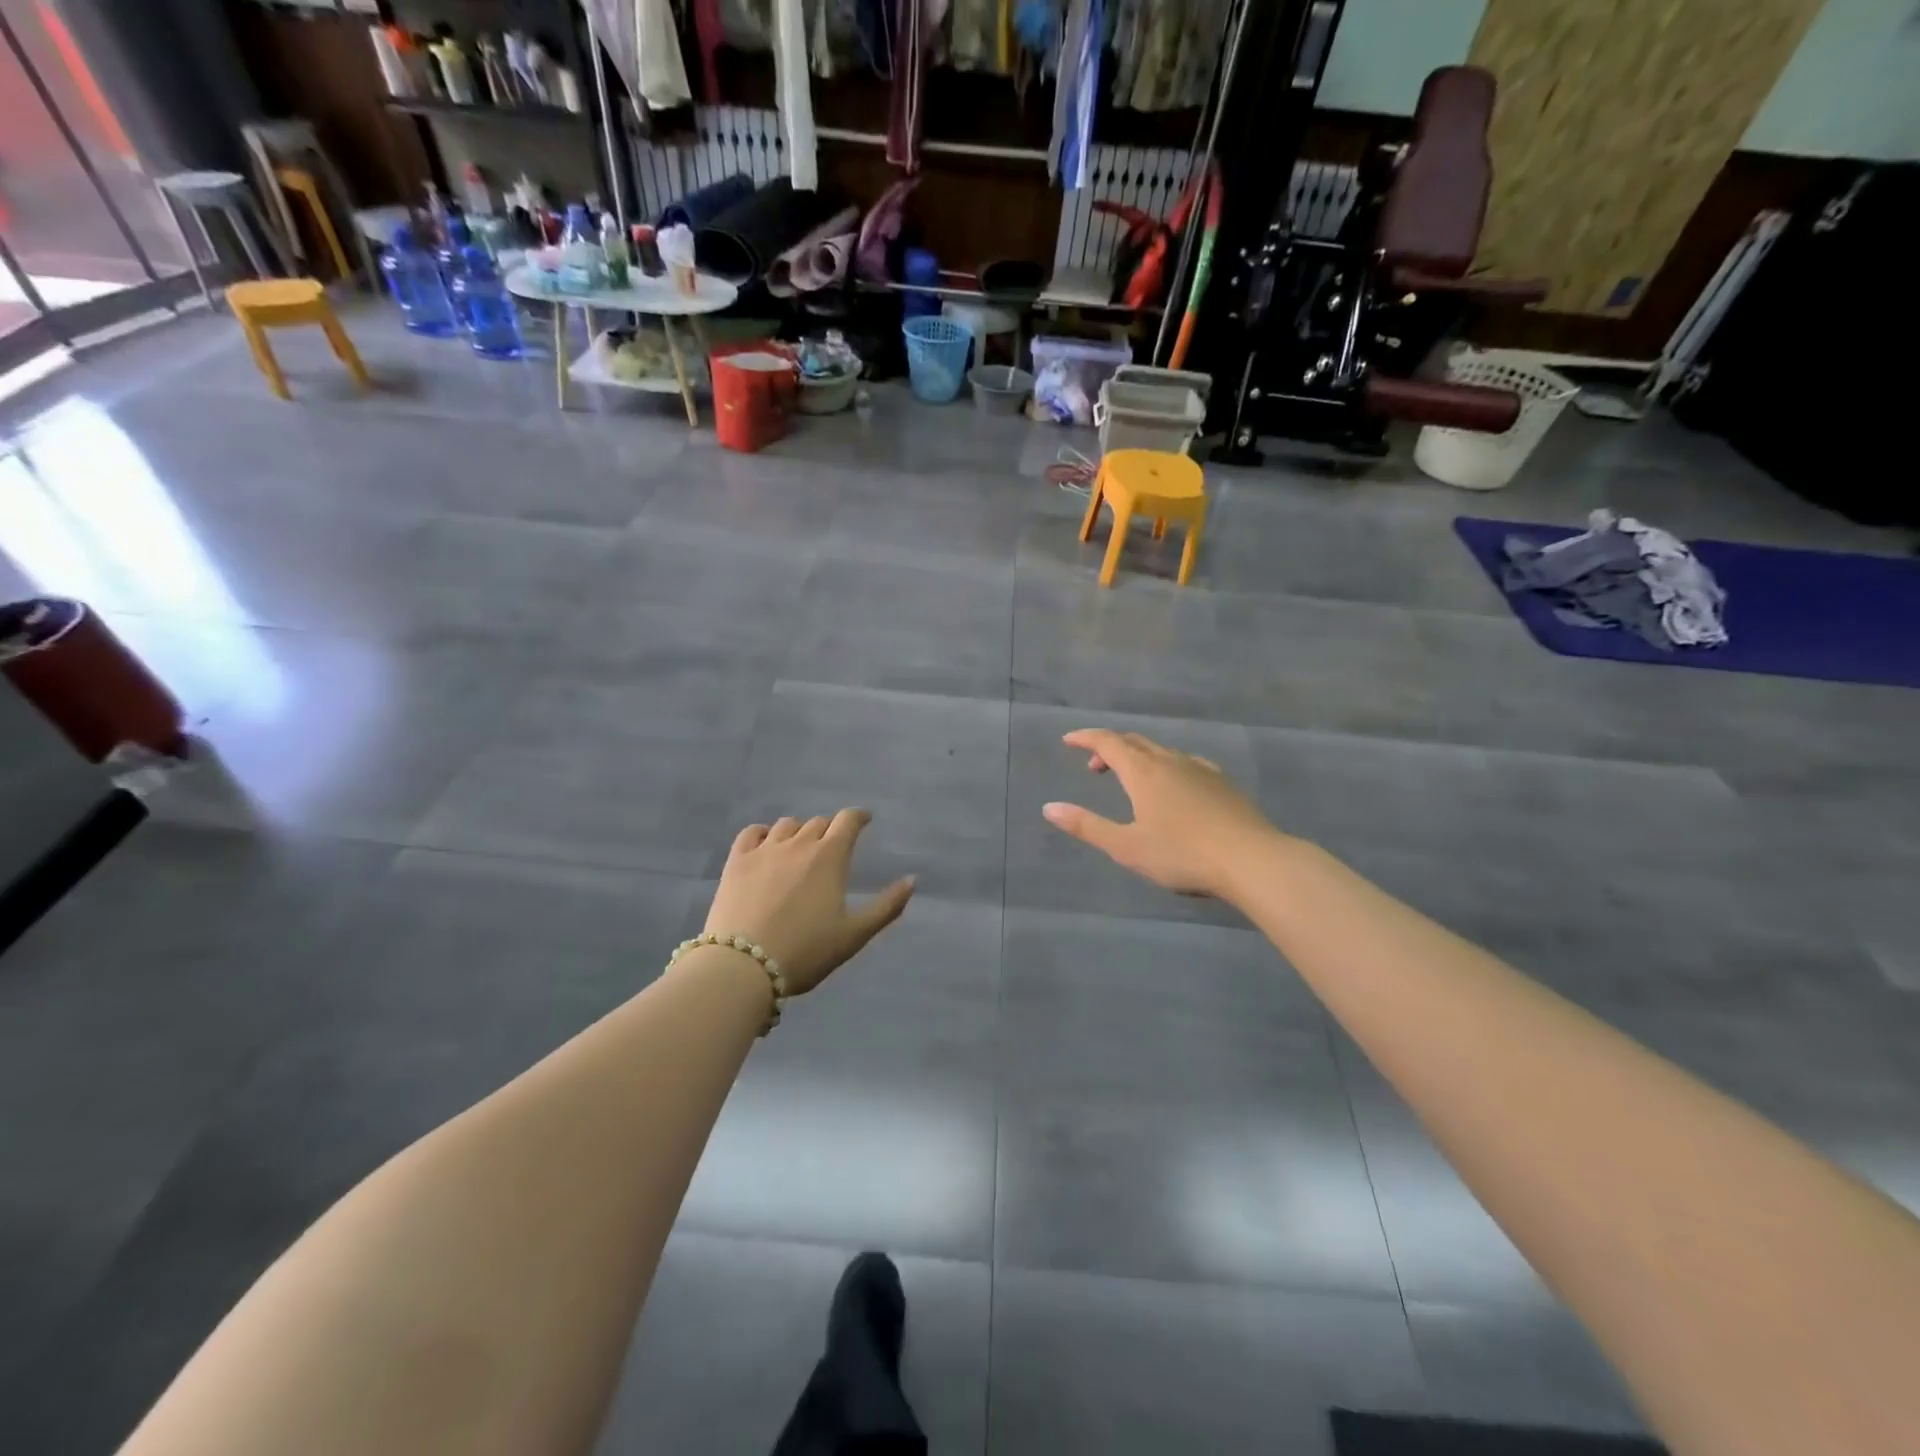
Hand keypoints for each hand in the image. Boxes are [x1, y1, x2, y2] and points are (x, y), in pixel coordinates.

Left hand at [701, 811, 914, 994]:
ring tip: (800, 849)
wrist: (744, 966)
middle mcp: (799, 843)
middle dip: (830, 831)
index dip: (859, 817)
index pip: (848, 820)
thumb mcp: (855, 934)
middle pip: (818, 823)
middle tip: (832, 848)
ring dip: (799, 832)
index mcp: (830, 856)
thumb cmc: (806, 951)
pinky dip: (764, 833)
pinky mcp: (736, 861)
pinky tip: (766, 846)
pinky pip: (752, 832)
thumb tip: (912, 880)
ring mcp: (764, 850)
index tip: (864, 820)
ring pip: (787, 825)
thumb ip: (887, 906)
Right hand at [1042, 729, 1279, 899]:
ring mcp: (1201, 770)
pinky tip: (1173, 789)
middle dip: (1110, 748)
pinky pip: (1185, 763)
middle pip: (1135, 742)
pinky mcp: (1222, 784)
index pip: (1108, 742)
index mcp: (1144, 772)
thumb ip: (1087, 826)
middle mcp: (1171, 761)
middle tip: (1094, 766)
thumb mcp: (1126, 846)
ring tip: (1129, 780)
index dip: (1086, 738)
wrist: (1253, 860)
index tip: (1068, 740)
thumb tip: (1049, 807)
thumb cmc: (1182, 854)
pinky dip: (1165, 767)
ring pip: (1162, 752)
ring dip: (1138, 758)